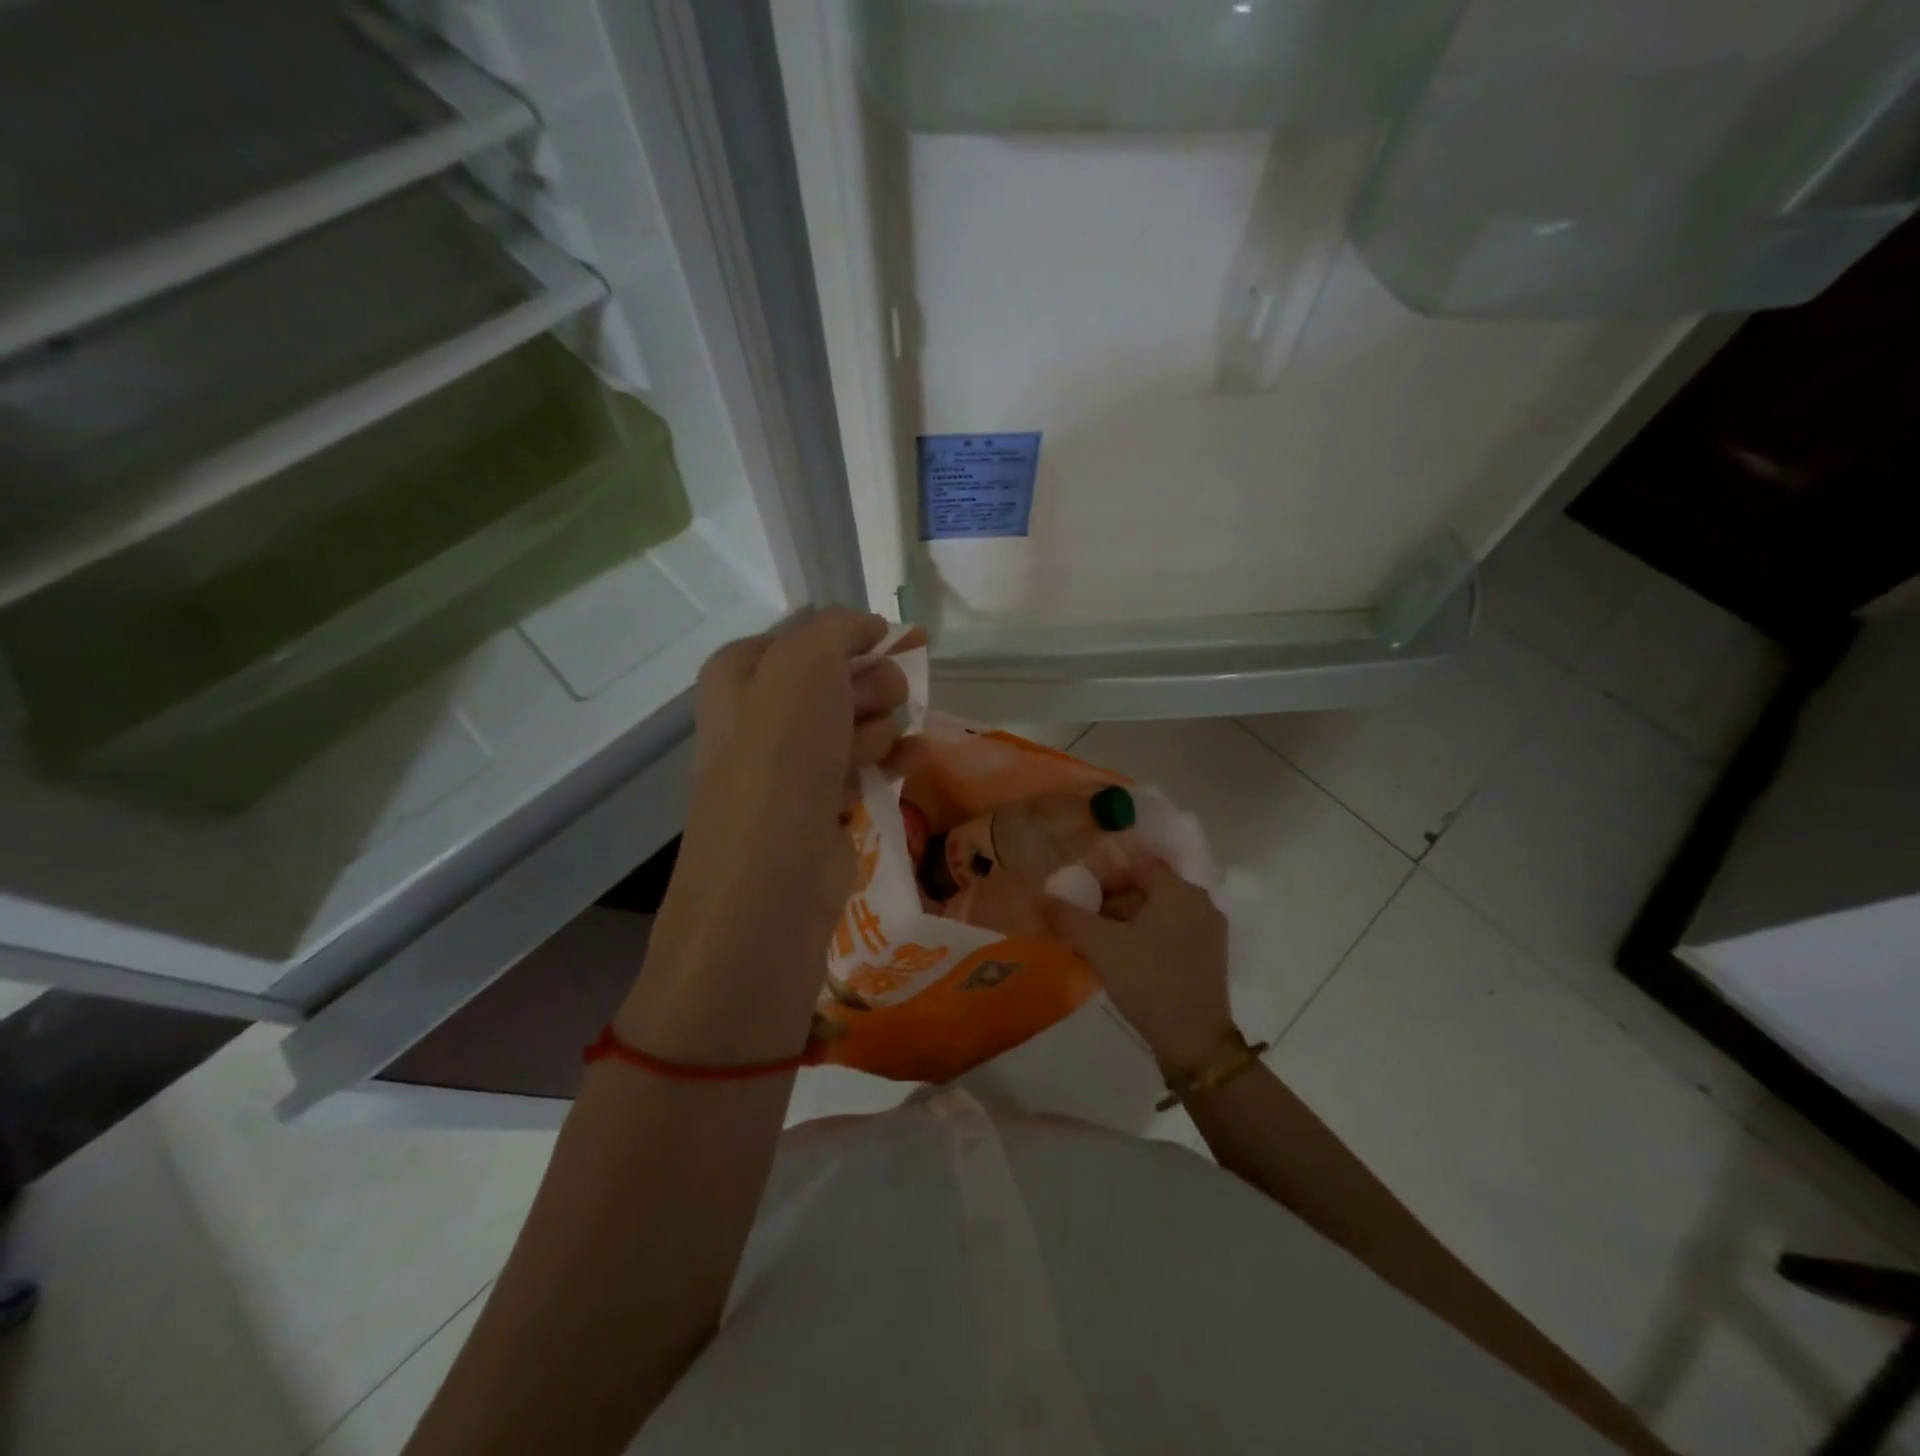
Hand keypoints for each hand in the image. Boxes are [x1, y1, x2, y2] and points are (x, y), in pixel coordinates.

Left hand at [622, 609, 912, 1061]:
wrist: (773, 868)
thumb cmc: (782, 752)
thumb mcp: (806, 662)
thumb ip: (839, 628)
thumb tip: (871, 628)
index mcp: (742, 672)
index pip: (811, 637)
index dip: (854, 642)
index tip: (889, 647)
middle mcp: (760, 714)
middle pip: (839, 679)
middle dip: (869, 688)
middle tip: (876, 705)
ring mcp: (790, 763)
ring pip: (858, 722)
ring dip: (880, 727)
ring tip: (874, 751)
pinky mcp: (820, 803)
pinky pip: (864, 764)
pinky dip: (890, 760)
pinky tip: (911, 762)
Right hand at [1042, 861, 1236, 1076]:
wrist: (1194, 1041)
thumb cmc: (1148, 979)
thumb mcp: (1100, 946)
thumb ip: (1068, 917)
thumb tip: (1040, 898)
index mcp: (1179, 891)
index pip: (1137, 870)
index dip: (1105, 881)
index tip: (1082, 902)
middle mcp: (1200, 905)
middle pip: (1149, 893)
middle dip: (1113, 906)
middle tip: (1086, 926)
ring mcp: (1209, 934)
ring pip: (1159, 916)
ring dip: (1128, 925)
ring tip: (1099, 948)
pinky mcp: (1210, 961)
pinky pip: (1172, 936)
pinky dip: (1147, 941)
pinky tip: (1125, 965)